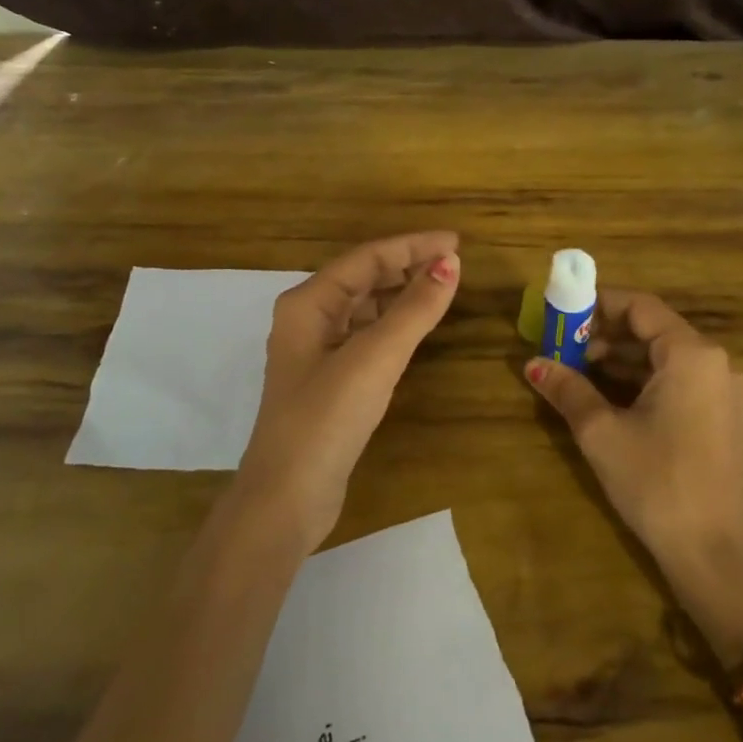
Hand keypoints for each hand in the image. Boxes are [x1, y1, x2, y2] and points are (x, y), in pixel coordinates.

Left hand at [232, 232, 460, 553]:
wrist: (286, 499)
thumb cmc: (326, 418)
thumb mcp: (375, 358)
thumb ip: (414, 309)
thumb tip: (450, 264)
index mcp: (308, 303)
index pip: (367, 258)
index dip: (412, 246)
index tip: (456, 243)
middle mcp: (308, 319)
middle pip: (363, 278)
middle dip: (407, 267)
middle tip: (454, 265)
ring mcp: (316, 353)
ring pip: (364, 308)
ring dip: (401, 295)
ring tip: (441, 289)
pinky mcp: (328, 382)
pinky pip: (366, 337)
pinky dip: (393, 326)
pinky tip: (415, 330)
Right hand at [523, 290, 742, 585]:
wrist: (712, 551)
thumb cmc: (655, 481)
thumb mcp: (601, 431)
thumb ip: (568, 389)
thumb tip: (533, 364)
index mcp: (691, 354)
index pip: (640, 307)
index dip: (599, 304)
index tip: (563, 312)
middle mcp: (714, 363)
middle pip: (653, 329)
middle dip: (605, 333)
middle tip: (563, 345)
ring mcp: (722, 391)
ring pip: (664, 357)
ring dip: (621, 358)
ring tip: (577, 369)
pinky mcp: (721, 416)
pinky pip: (677, 380)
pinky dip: (642, 379)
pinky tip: (608, 394)